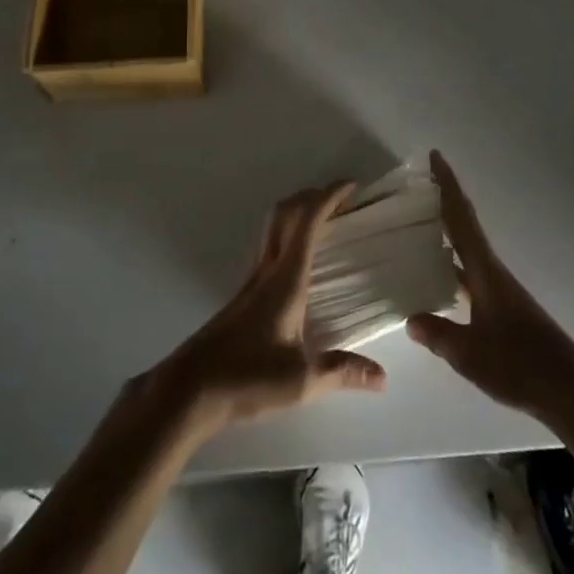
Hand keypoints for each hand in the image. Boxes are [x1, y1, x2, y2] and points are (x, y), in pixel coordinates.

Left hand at [148, 183, 386, 439]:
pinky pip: (268, 247)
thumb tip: (382, 376)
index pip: (307, 222)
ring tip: (323, 221)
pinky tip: (297, 262)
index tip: (351, 185)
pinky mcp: (242, 295)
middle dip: (312, 196)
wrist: (191, 387)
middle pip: (285, 213)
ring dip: (297, 213)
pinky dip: (287, 236)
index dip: (329, 197)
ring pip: (272, 227)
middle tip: (340, 198)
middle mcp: (267, 270)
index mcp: (285, 279)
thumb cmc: (247, 377)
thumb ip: (341, 372)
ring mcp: (251, 280)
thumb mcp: (301, 381)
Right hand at [407, 152, 573, 433]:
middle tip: (420, 183)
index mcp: (485, 271)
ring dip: (449, 231)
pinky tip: (440, 276)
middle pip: (465, 226)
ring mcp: (500, 290)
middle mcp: (492, 272)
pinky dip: (454, 262)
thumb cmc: (520, 365)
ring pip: (469, 249)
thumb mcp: (470, 354)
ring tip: (420, 223)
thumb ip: (438, 335)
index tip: (436, 156)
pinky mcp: (504, 309)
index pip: (461, 218)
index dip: (447, 186)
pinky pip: (471, 272)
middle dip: (445, 201)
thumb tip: (410, 318)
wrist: (570, 391)